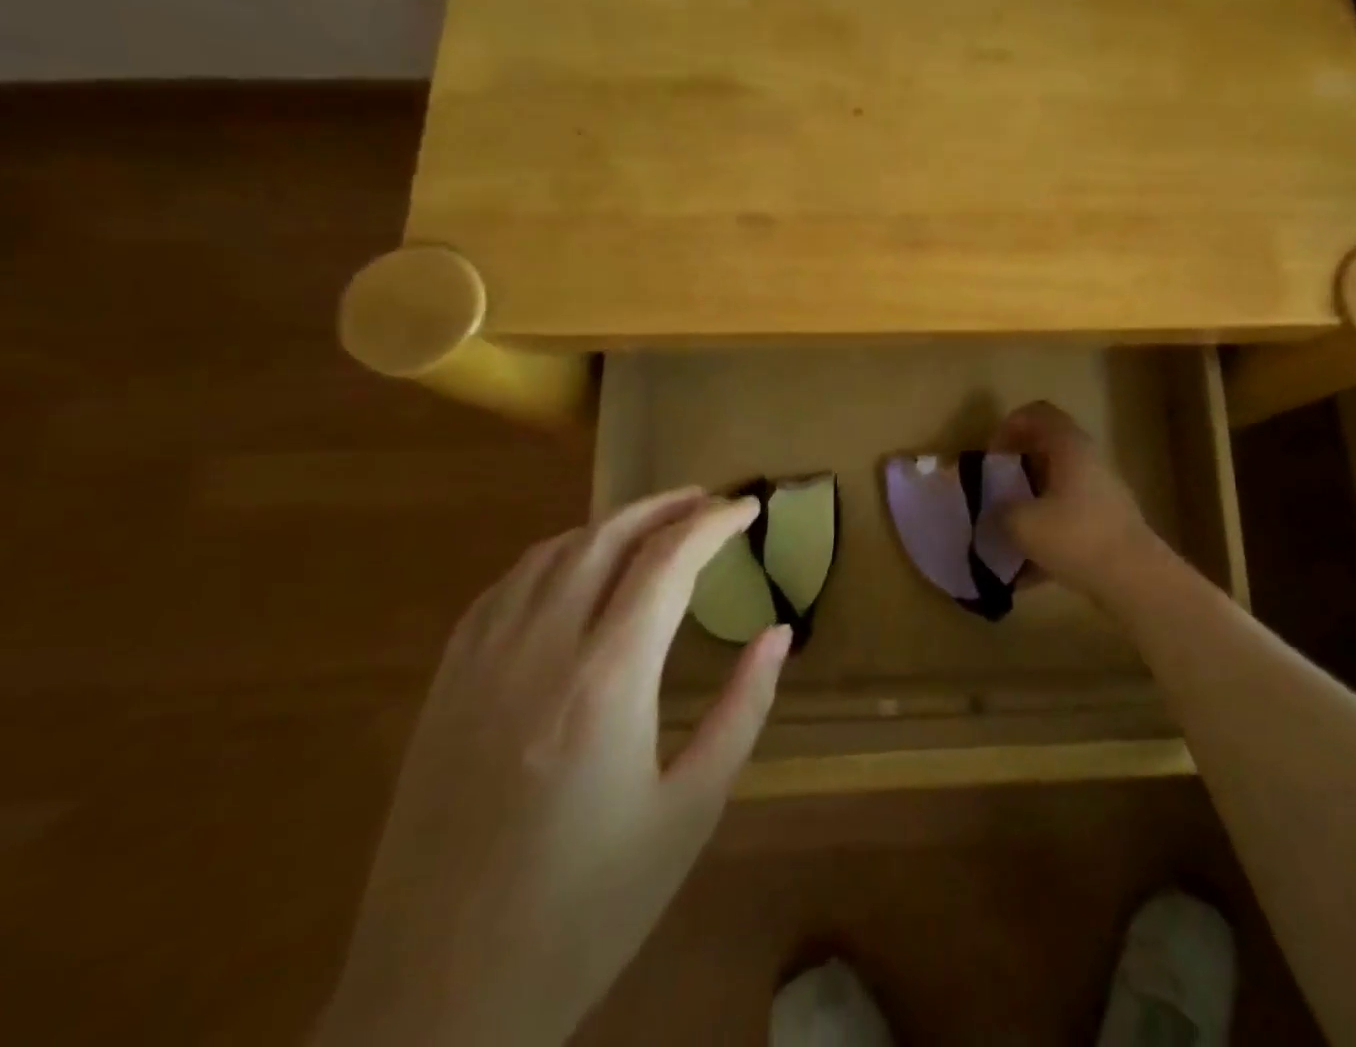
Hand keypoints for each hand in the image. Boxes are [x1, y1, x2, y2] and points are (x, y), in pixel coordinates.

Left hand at [314, 491, 790, 1046]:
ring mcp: (479, 667)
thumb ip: (742, 709)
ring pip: (550, 554)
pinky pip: (501, 591)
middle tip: (709, 500)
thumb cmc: (587, 910)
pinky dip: (551, 558)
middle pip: (606, 538)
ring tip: (653, 524)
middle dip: (665, 506)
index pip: (668, 561)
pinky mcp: (442, 691)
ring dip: (609, 525)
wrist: (437, 1007)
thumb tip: (777, 634)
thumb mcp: (690, 812)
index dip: (714, 522)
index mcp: (607, 681)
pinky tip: (573, 570)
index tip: (749, 507)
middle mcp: (539, 652)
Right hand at [992, 401, 1178, 606]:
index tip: (992, 456)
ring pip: (1057, 486)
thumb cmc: (1076, 537)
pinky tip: (1026, 569)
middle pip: (1047, 450)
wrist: (1134, 579)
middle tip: (994, 491)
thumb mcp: (1022, 523)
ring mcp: (1101, 493)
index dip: (1010, 426)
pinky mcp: (1107, 525)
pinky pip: (1068, 518)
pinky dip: (1045, 532)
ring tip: (1006, 531)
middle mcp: (1088, 461)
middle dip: (1017, 468)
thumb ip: (999, 512)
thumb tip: (992, 513)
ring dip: (1030, 502)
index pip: (1038, 414)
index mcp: (1070, 447)